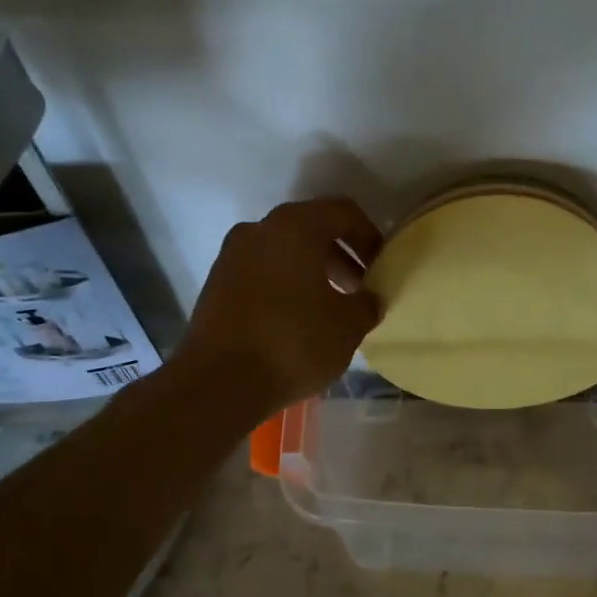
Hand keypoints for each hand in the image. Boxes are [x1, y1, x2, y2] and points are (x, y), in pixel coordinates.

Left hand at [178, 197, 382, 418]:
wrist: (218, 383)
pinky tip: (298, 320)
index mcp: (295, 226)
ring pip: (284, 251)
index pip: (343, 212)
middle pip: (311, 229)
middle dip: (340, 256)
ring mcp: (232, 255)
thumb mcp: (348, 326)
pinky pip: (262, 272)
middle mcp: (259, 229)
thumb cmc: (292, 344)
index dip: (369, 237)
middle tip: (360, 289)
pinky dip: (285, 284)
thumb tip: (368, 298)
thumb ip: (367, 303)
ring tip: (332, 308)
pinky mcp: (216, 284)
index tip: (381, 267)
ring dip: (312, 271)